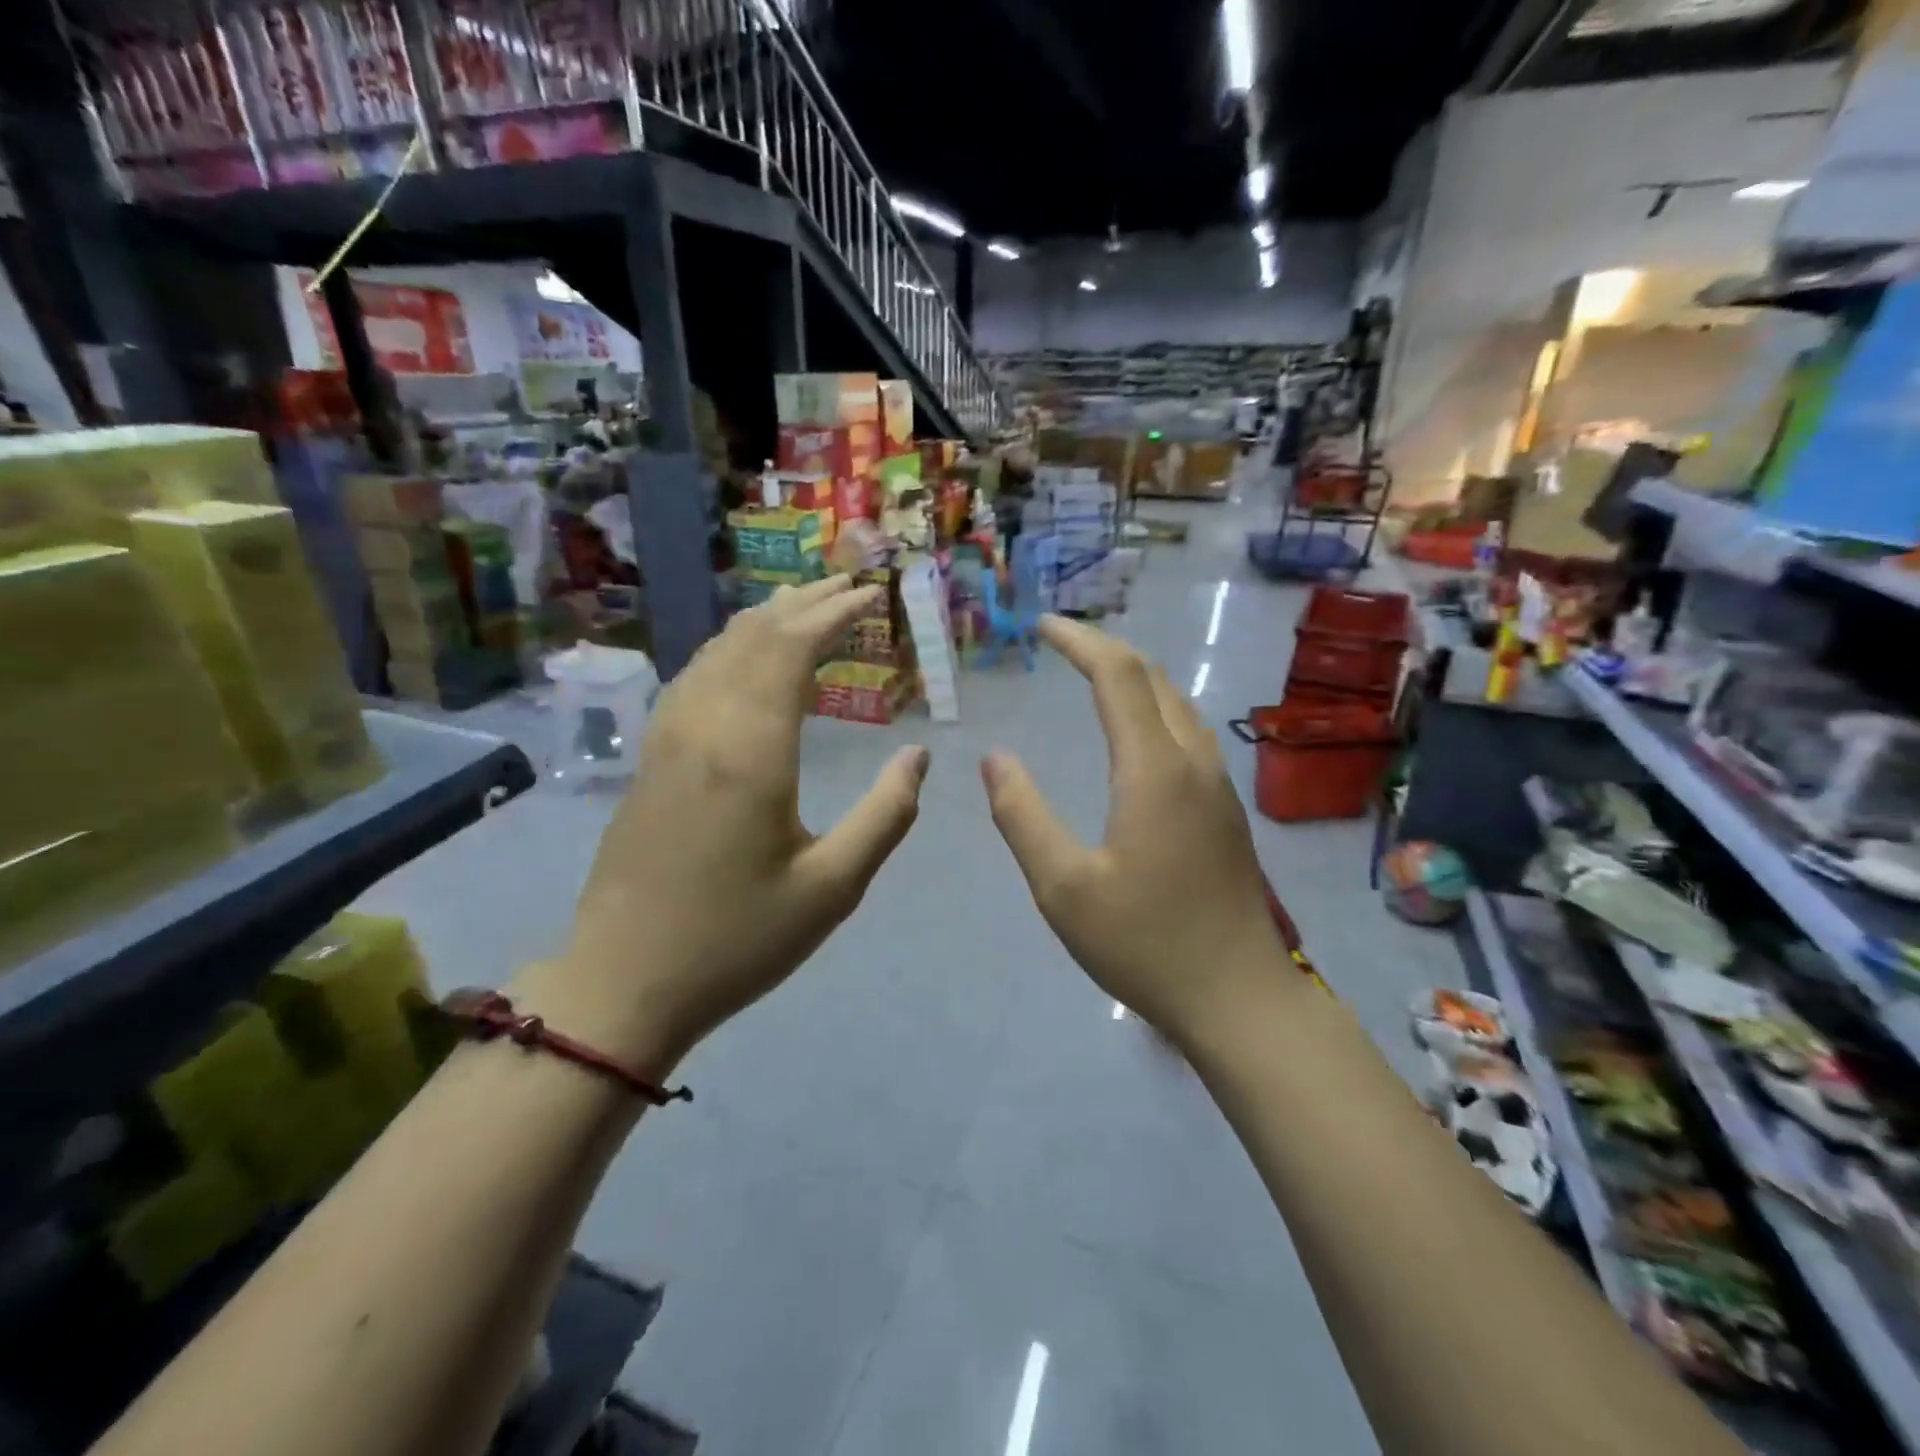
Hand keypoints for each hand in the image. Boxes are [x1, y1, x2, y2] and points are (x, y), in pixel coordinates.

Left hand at [518, 578, 928, 1073]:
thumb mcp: (832, 888)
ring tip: (808, 608)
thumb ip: (885, 815)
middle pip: (754, 635)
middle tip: (851, 585)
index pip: (791, 648)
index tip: (873, 596)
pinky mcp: (650, 757)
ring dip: (766, 620)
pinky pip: (695, 675)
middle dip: (805, 602)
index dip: (834, 612)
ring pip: (717, 649)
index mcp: (751, 750)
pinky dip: (732, 648)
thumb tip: (919, 756)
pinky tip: (746, 658)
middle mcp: (704, 725)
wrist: (623, 981)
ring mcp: (667, 738)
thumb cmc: (737, 939)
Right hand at [982, 616, 1290, 1046]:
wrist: (1239, 996)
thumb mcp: (1063, 887)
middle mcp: (1193, 762)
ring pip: (1177, 704)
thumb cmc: (1145, 942)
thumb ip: (1022, 816)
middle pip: (1153, 678)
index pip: (1118, 676)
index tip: (1043, 626)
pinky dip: (1153, 708)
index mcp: (1154, 770)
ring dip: (1134, 677)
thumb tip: (995, 758)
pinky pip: (1188, 732)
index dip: (1080, 642)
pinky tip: (1135, 734)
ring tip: (1092, 676)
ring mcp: (1218, 786)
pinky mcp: (1226, 810)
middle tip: (1061, 644)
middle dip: (1105, 650)